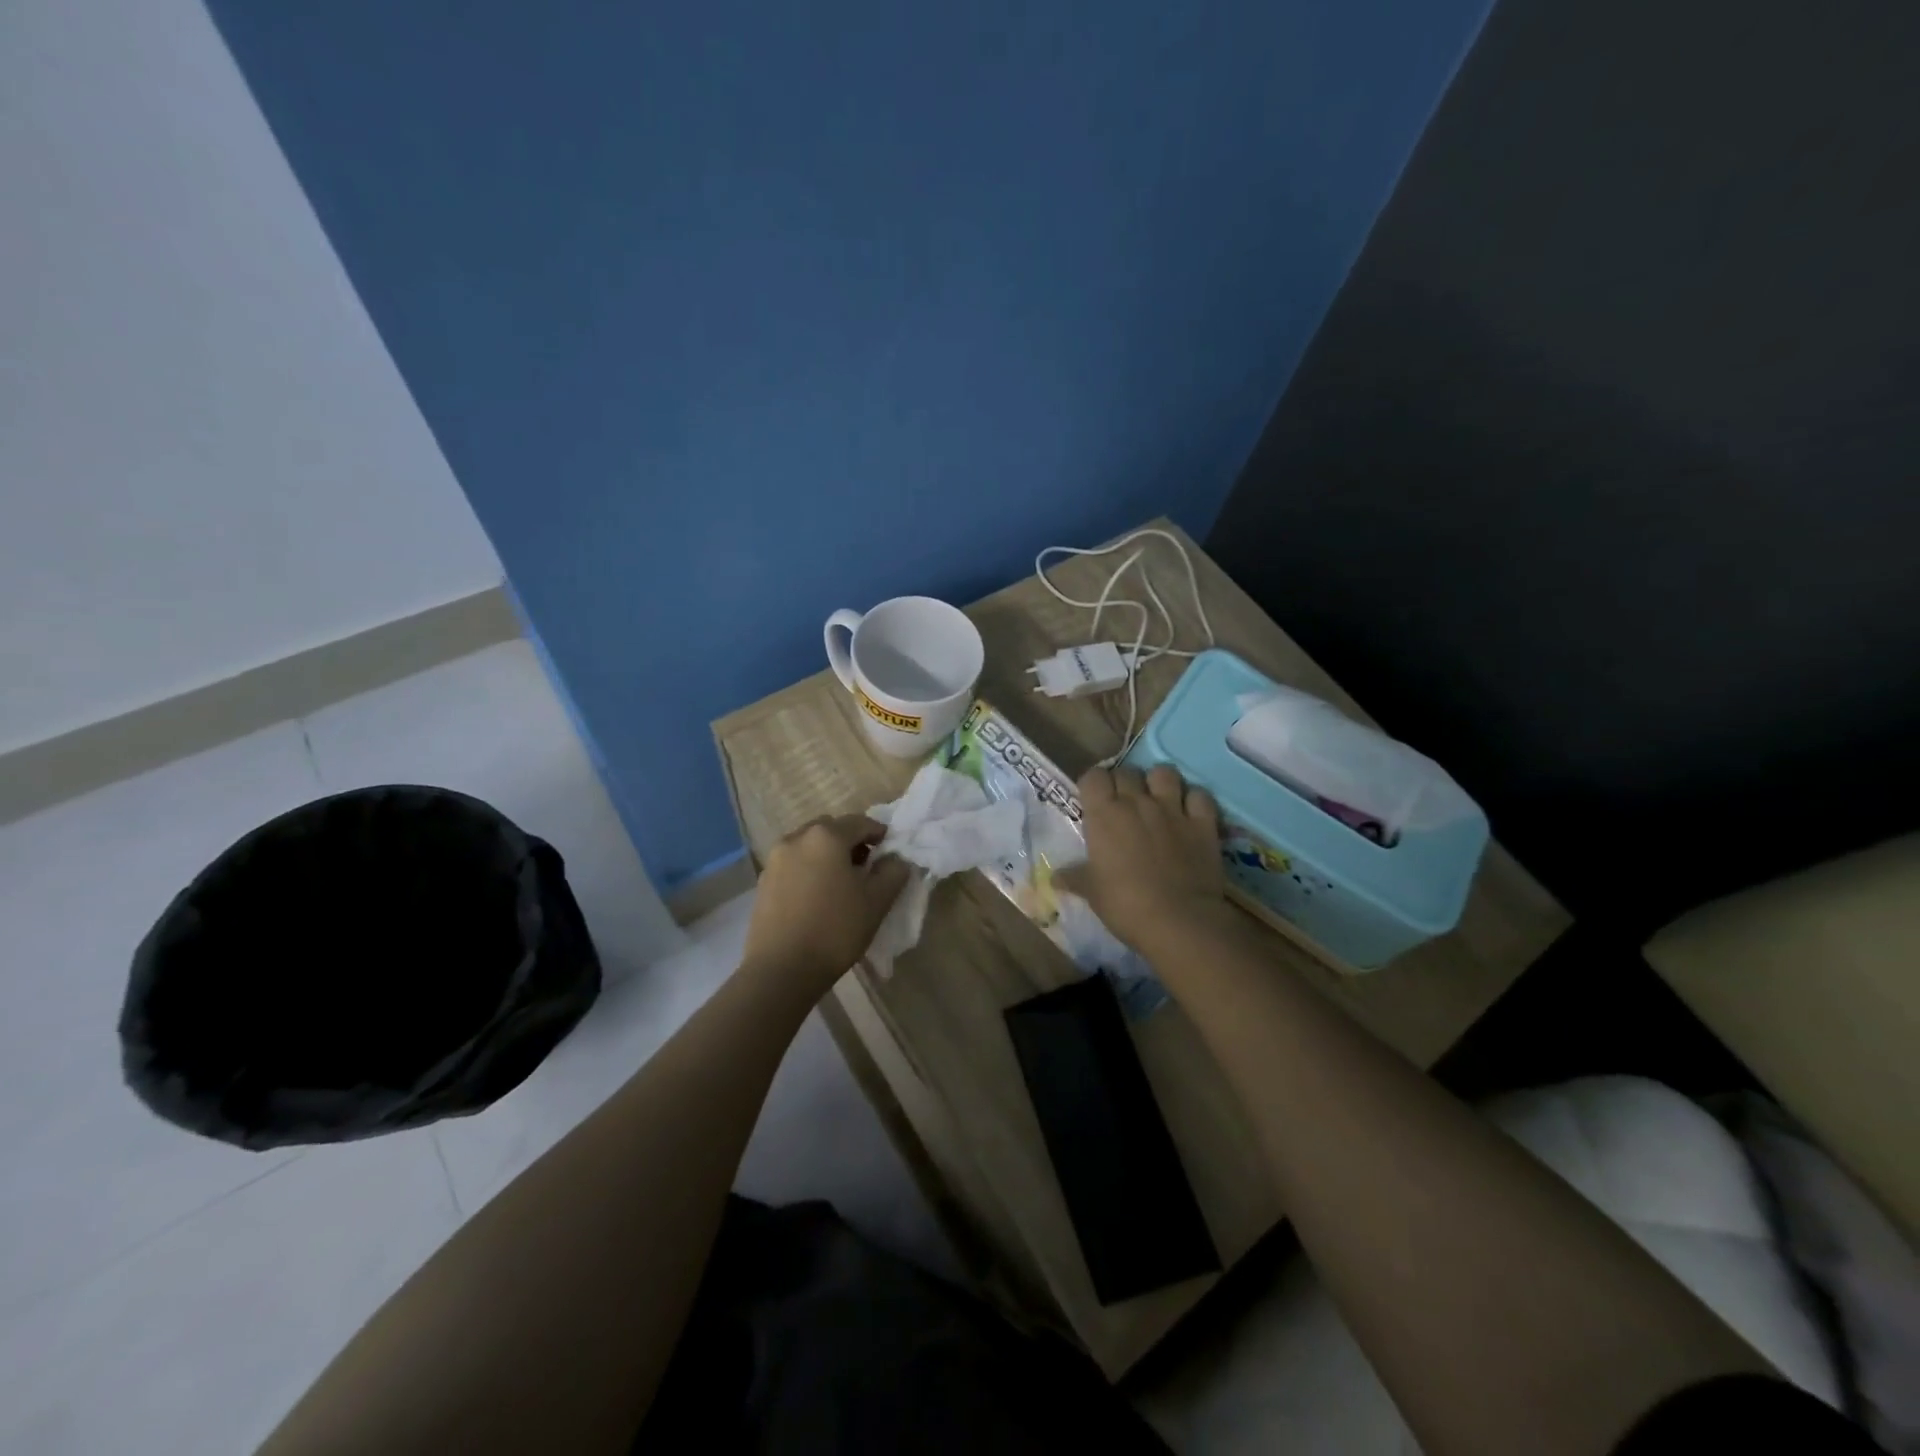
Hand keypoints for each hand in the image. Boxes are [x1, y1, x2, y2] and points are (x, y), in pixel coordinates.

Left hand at [741, 816, 910, 995]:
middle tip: (865, 867)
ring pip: (809, 846)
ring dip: (827, 855)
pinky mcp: (763, 882)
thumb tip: (896, 859)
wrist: (781, 970)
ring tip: (840, 884)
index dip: (879, 834)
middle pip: (831, 829)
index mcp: (826, 836)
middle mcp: (797, 838)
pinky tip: (817, 897)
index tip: (890, 852)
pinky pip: (793, 864)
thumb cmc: (835, 929)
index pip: (860, 823)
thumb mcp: (876, 901)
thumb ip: (893, 872)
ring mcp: (775, 860)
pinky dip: (808, 870)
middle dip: (850, 842)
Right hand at [1062, 765, 1226, 954]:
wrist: (1179, 921)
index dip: (1094, 785)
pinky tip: (1190, 813)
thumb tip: (1054, 878)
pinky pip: (1200, 795)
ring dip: (1159, 782)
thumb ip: (1074, 878)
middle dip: (1124, 783)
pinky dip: (1194, 800)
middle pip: (1127, 772)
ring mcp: (1173, 809)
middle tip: (1123, 805)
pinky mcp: (1203, 823)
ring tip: (1157, 800)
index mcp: (1105, 814)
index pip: (1094, 776)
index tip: (1094, 800)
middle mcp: (1138, 802)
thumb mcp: (1092, 892)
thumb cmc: (1125, 905)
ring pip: (1164, 773)